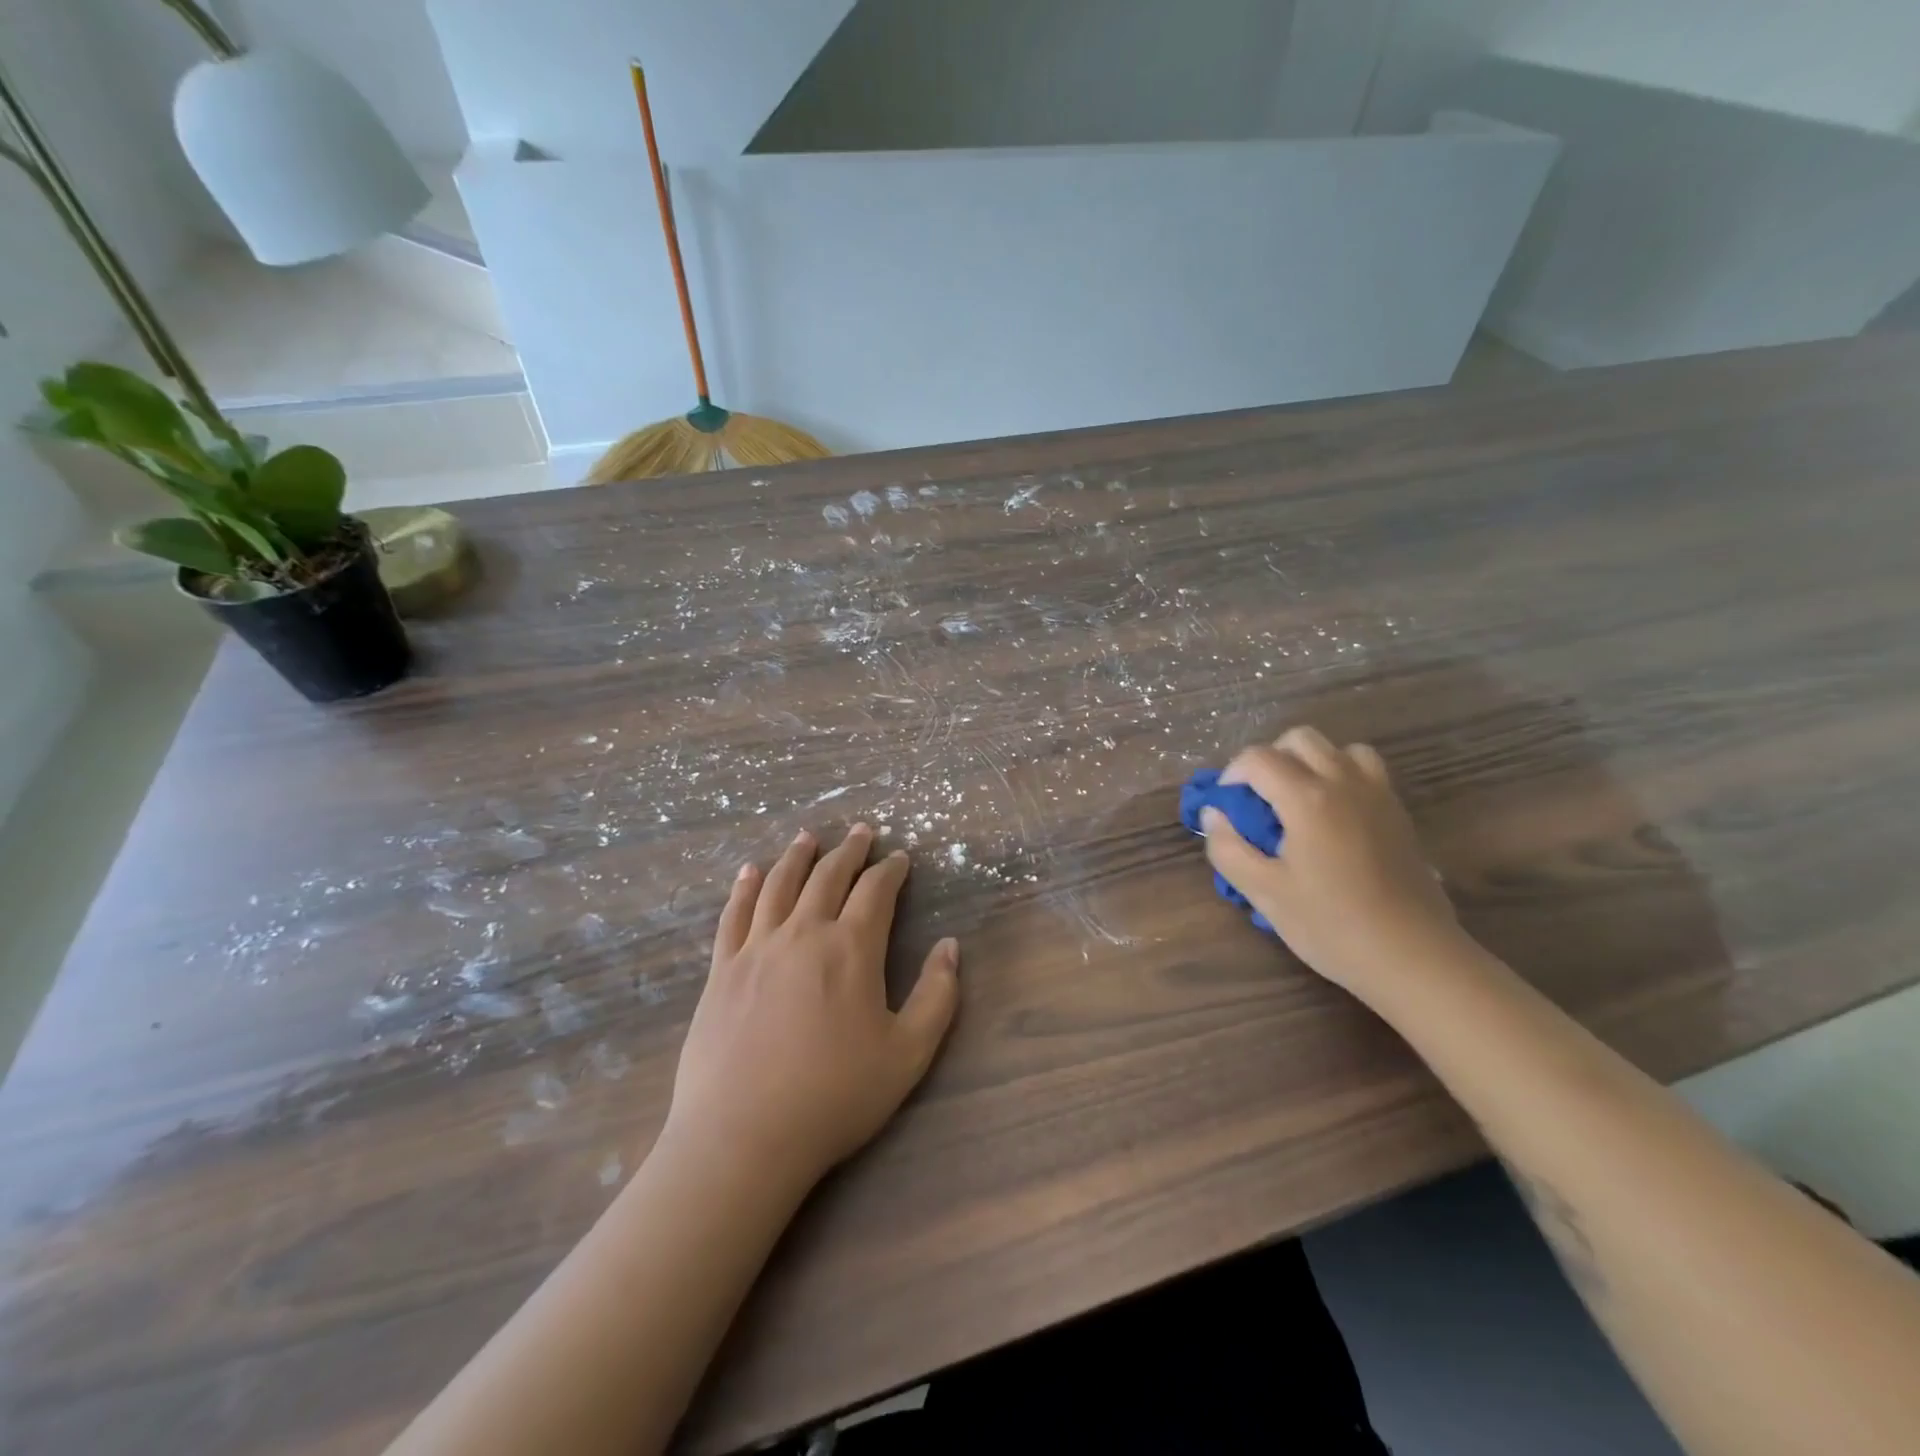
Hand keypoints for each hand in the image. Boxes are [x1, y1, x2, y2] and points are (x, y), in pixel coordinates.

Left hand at [665, 824, 959, 1193]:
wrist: (743, 1136)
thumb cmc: (834, 1097)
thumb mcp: (908, 1054)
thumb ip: (937, 996)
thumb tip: (950, 946)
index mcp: (851, 948)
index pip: (875, 892)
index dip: (890, 870)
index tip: (900, 858)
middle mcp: (803, 933)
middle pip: (828, 876)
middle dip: (849, 851)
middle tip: (861, 832)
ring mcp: (757, 948)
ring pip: (779, 885)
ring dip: (797, 856)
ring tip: (808, 837)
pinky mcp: (722, 970)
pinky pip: (734, 914)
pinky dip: (745, 887)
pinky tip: (750, 872)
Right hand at [1201, 726, 1460, 997]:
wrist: (1413, 956)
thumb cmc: (1331, 925)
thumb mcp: (1264, 893)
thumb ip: (1228, 848)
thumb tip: (1213, 814)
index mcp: (1307, 798)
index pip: (1258, 758)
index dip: (1232, 775)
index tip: (1226, 806)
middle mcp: (1344, 782)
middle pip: (1300, 739)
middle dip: (1270, 759)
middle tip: (1258, 800)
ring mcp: (1377, 794)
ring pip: (1338, 748)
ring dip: (1310, 762)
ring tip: (1297, 800)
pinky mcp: (1398, 813)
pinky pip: (1365, 769)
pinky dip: (1341, 775)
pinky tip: (1332, 816)